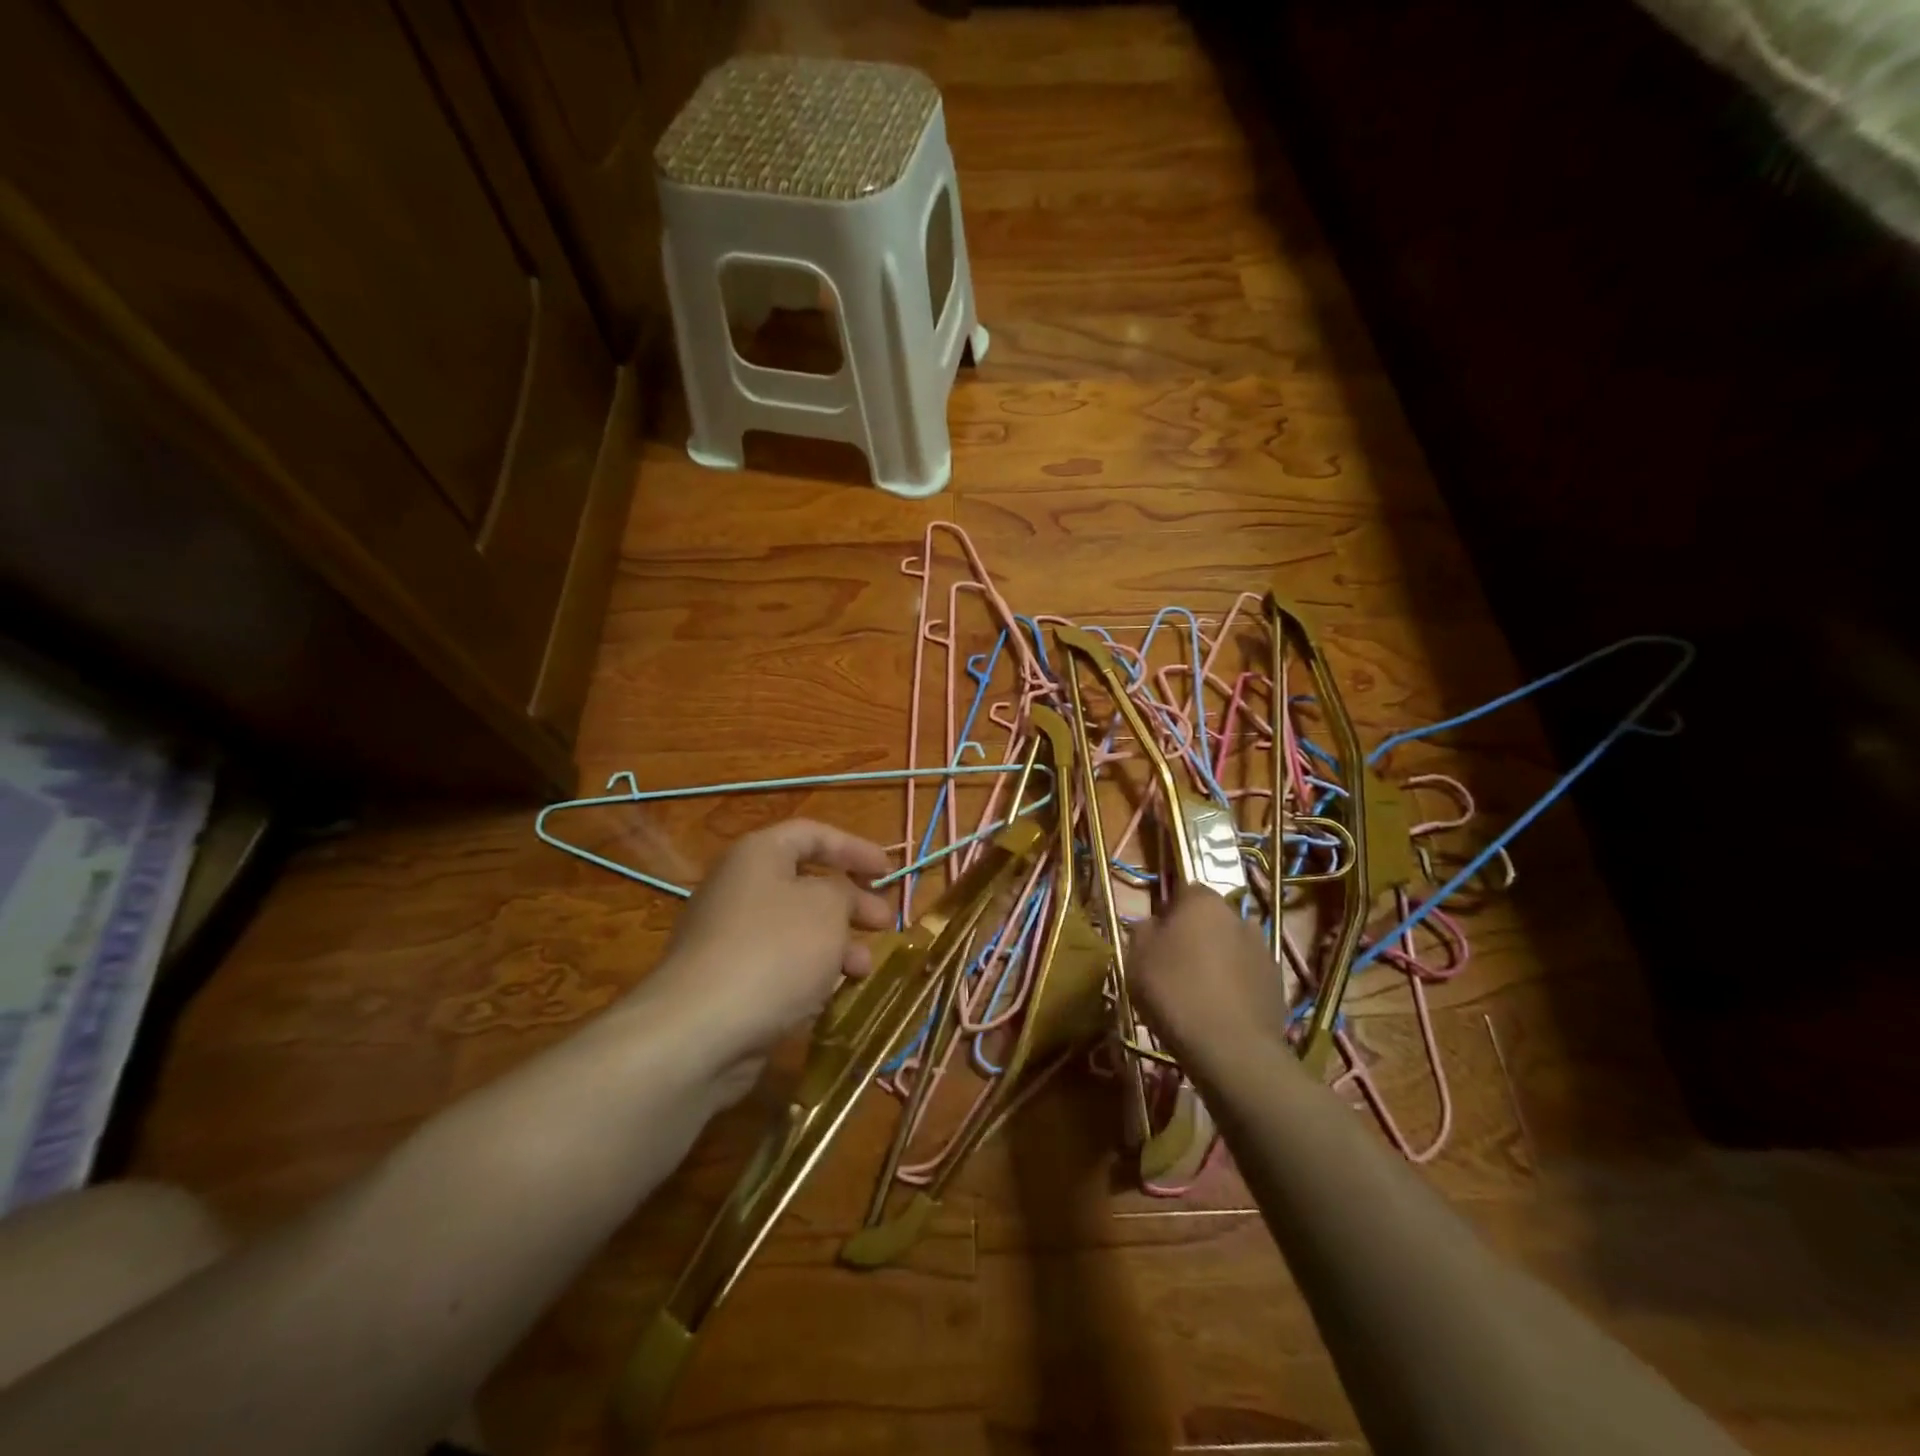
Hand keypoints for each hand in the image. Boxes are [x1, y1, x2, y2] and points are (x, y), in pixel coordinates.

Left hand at [646, 819, 893, 1073]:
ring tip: (864, 969)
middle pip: (806, 884)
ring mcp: (729, 937)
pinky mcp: (728, 981)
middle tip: (884, 922)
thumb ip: (845, 890)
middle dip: (851, 902)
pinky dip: (810, 973)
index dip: (854, 848)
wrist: (701, 1030)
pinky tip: (833, 995)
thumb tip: (839, 897)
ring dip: (836, 944)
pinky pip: (779, 965)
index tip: (888, 871)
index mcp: (758, 855)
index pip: (813, 834)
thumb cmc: (774, 950)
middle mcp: (739, 888)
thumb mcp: (827, 907)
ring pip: (796, 930)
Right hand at [1129, 885, 1291, 1065]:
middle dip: (1196, 934)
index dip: (1170, 910)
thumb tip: (1155, 924)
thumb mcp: (1137, 958)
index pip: (1186, 889)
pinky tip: (1220, 1011)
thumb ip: (1143, 930)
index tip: (1157, 937)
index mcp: (1203, 902)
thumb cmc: (1176, 992)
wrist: (1232, 1049)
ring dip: (1217, 959)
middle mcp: (1238, 917)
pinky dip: (1235, 985)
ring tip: (1198, 992)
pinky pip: (1247, 975)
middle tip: (1174, 965)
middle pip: (1211, 918)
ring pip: (1231, 946)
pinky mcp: (1277, 984)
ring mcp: (1263, 951)